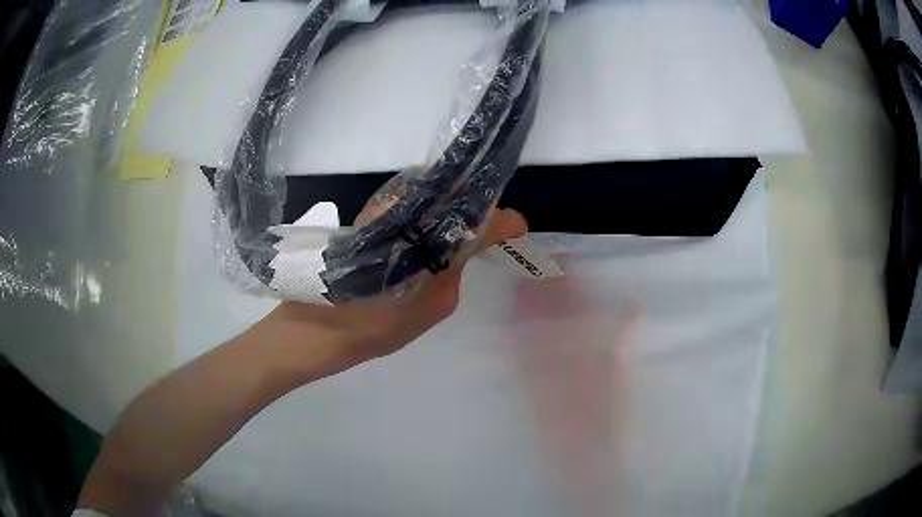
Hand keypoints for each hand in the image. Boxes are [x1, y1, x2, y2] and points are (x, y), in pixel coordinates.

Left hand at [257, 208, 527, 373]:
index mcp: (432, 245)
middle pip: (456, 193)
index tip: (517, 228)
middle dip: (479, 204)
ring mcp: (385, 211)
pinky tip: (429, 232)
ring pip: (431, 193)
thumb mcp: (427, 311)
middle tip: (491, 225)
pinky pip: (409, 203)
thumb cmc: (369, 328)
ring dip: (453, 203)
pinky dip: (428, 211)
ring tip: (464, 226)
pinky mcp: (367, 216)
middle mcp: (410, 216)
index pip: (480, 220)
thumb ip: (453, 275)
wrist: (310, 328)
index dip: (504, 222)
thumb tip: (465, 249)